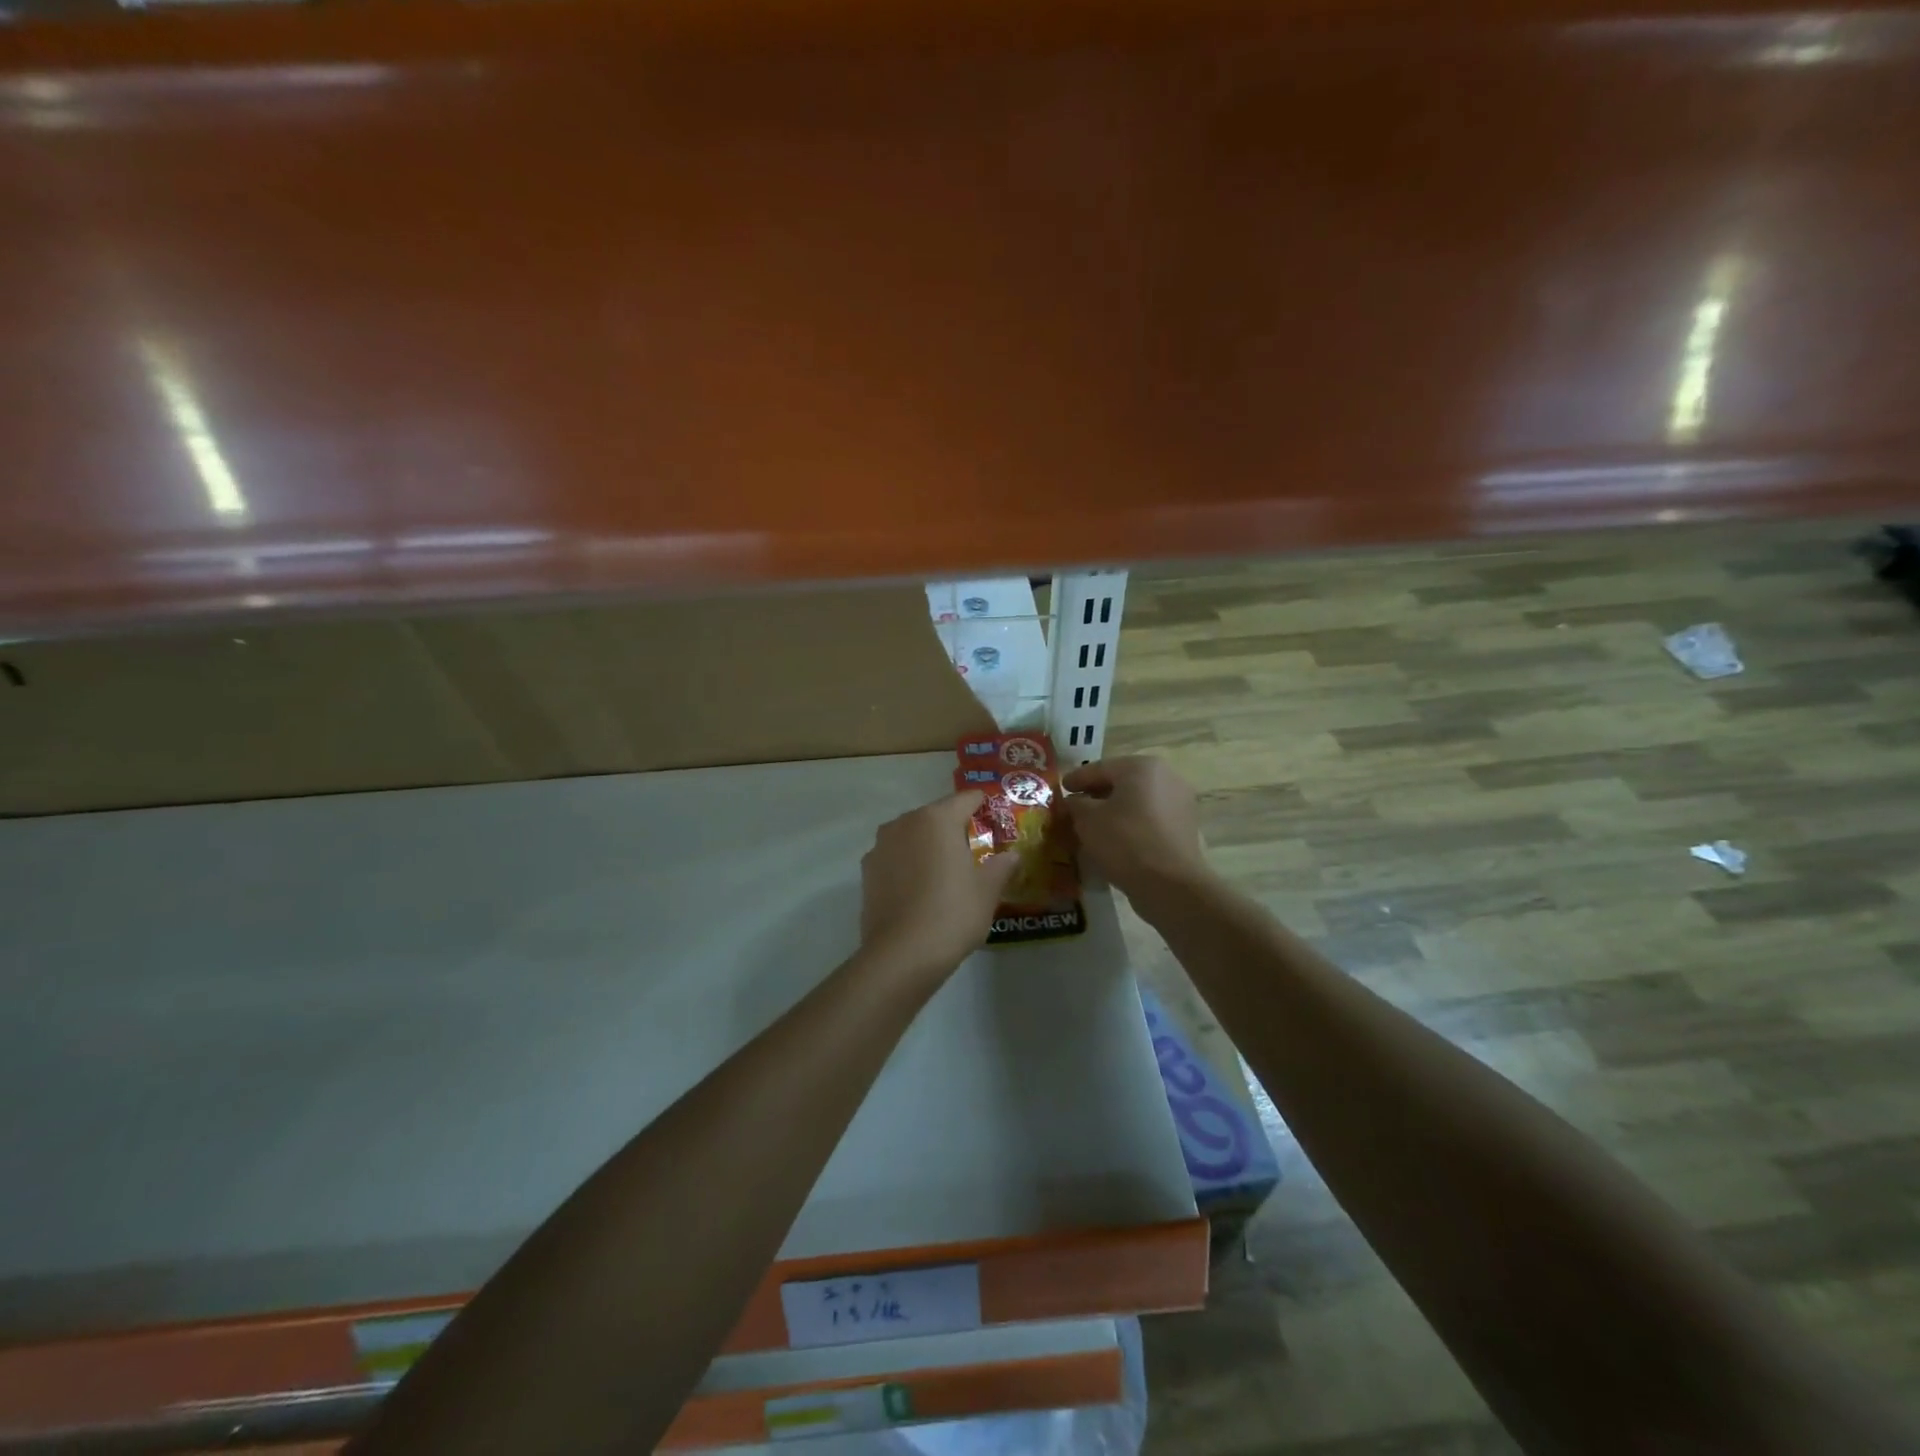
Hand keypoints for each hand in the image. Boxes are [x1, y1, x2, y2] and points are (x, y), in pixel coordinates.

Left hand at [860, 791, 1017, 981]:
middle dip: (954, 827)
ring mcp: (881, 845)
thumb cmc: (952, 914)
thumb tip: (1012, 856)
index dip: (982, 804)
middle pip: (936, 816)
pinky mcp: (867, 870)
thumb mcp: (987, 891)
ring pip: (912, 835)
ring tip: (945, 870)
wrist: (901, 954)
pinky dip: (908, 864)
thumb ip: (1001, 867)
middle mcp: (906, 822)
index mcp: (938, 819)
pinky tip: (919, 887)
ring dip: (928, 845)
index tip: (994, 815)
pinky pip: (895, 856)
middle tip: (974, 849)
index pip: (965, 799)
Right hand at [1062, 757, 1214, 904]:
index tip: (1061, 788)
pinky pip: (1150, 819)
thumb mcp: (1087, 820)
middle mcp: (1166, 776)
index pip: (1100, 768)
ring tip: (1093, 826)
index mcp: (1141, 766)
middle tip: (1075, 807)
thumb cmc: (1125, 841)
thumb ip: (1076, 804)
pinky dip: (1131, 824)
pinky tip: (1115, 839)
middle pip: (1122, 783)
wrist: (1171, 884)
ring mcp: (1180, 802)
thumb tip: (1074, 802)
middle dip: (1097, 795)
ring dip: (1115, 811)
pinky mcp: (1185, 827)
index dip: (1077, 779)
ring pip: (1137, 802)